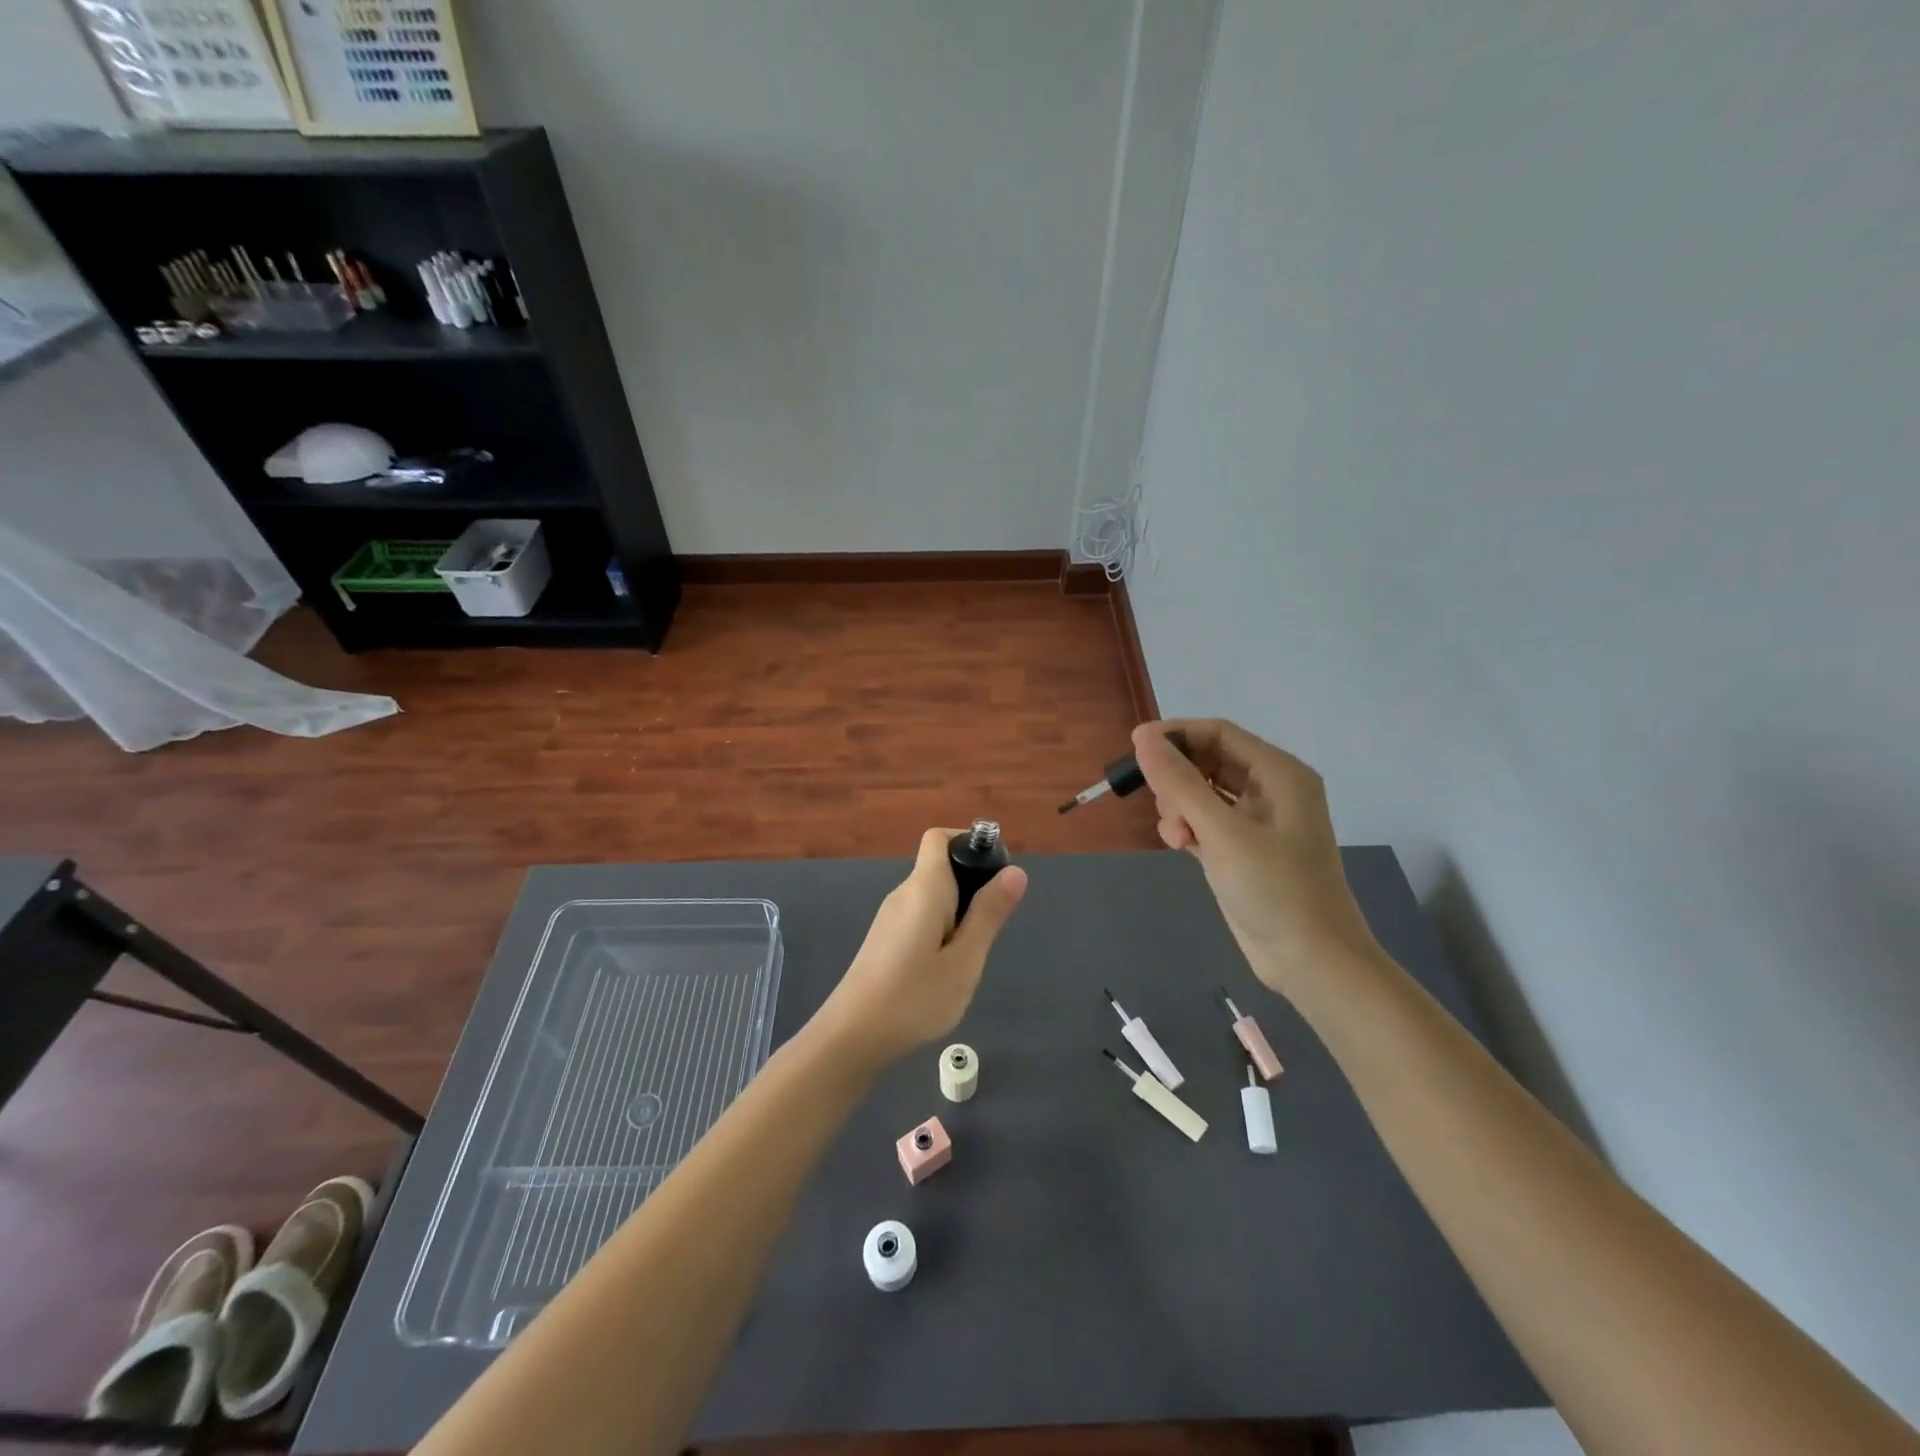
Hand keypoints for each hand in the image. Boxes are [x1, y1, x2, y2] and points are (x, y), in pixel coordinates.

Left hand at [810, 828, 1027, 1072]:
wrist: (851, 1037)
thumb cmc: (914, 997)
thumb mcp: (965, 959)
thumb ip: (989, 913)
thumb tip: (1015, 871)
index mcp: (923, 887)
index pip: (940, 837)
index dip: (969, 842)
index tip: (996, 873)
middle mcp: (903, 893)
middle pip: (941, 867)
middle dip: (973, 886)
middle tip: (992, 927)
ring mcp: (890, 918)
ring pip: (933, 897)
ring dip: (959, 913)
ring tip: (972, 955)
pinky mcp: (885, 941)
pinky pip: (921, 918)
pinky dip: (942, 930)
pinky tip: (947, 969)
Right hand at [1133, 719, 1381, 997]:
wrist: (1311, 961)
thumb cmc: (1275, 889)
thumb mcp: (1223, 832)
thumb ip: (1180, 783)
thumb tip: (1143, 739)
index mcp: (1278, 773)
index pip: (1219, 733)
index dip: (1176, 735)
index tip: (1134, 746)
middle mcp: (1270, 789)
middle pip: (1208, 760)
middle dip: (1177, 778)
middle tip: (1159, 803)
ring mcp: (1256, 821)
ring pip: (1202, 792)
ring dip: (1179, 806)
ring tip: (1176, 836)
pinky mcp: (1242, 849)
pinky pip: (1204, 821)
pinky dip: (1187, 827)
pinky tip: (1179, 845)